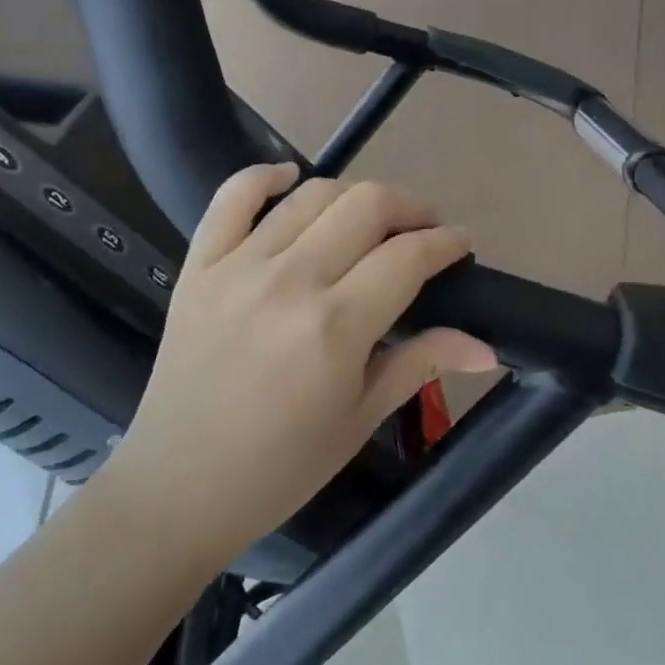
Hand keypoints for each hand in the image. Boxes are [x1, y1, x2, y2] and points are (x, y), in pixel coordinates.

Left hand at [92, 164, 496, 576]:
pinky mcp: (198, 265)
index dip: (446, 241)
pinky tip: (290, 177)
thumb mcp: (359, 419)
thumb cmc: (280, 467)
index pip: (408, 255)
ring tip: (371, 218)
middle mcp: (290, 281)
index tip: (461, 243)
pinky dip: (264, 176)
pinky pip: (232, 198)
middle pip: (367, 206)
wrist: (177, 488)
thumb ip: (421, 364)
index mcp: (336, 327)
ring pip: (313, 195)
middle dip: (411, 207)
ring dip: (356, 194)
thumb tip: (487, 346)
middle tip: (424, 229)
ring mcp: (238, 267)